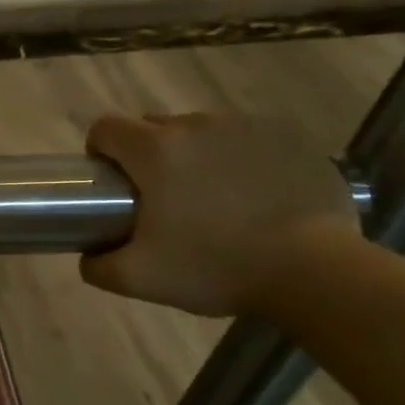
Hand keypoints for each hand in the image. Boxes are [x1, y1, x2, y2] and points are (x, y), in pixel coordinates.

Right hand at [81, 112, 362, 316]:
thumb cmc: (216, 267)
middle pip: (153, 126)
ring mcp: (246, 128)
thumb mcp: (140, 279)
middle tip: (161, 199)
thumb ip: (98, 266)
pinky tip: (253, 197)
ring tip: (213, 200)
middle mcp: (196, 126)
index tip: (111, 181)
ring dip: (195, 156)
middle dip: (147, 154)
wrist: (316, 271)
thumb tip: (88, 256)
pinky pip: (247, 140)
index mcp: (154, 150)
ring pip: (201, 132)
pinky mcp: (289, 137)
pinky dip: (239, 160)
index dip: (100, 150)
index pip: (106, 127)